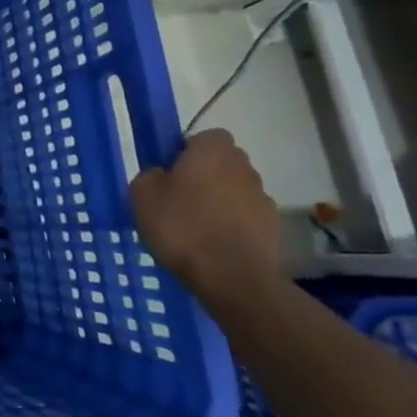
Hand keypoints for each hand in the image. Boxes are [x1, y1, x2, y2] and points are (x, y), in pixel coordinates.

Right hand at [128, 128, 281, 305]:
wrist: (233, 279)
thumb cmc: (183, 226)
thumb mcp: (142, 195)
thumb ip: (150, 176)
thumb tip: (161, 176)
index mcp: (213, 151)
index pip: (207, 137)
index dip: (189, 150)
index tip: (172, 171)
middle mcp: (244, 167)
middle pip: (225, 163)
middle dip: (207, 175)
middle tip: (181, 197)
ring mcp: (263, 199)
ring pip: (237, 191)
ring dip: (222, 201)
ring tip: (198, 227)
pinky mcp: (274, 230)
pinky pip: (247, 219)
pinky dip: (234, 227)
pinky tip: (215, 246)